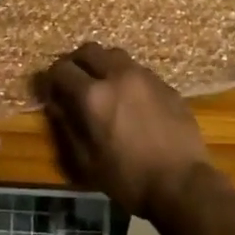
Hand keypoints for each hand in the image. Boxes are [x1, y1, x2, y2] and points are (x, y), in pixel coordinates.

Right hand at [36, 43, 209, 218]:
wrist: (183, 184)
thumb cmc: (129, 179)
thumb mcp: (87, 161)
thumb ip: (67, 127)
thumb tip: (56, 105)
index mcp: (93, 95)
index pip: (62, 69)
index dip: (51, 78)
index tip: (51, 91)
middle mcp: (118, 76)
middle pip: (89, 50)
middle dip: (76, 62)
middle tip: (73, 81)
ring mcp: (145, 77)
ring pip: (116, 55)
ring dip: (103, 65)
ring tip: (103, 87)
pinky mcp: (166, 85)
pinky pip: (139, 71)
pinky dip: (126, 78)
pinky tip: (131, 100)